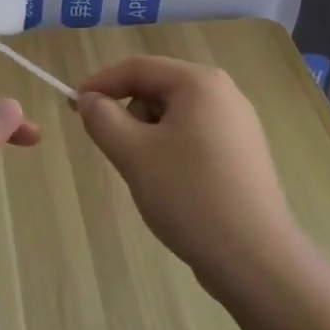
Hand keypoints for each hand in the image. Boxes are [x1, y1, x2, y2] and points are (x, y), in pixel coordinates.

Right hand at [74, 56, 297, 293]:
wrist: (256, 262)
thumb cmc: (190, 196)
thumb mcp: (133, 153)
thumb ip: (102, 118)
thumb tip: (89, 100)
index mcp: (200, 82)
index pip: (137, 68)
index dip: (100, 83)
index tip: (72, 105)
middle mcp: (224, 93)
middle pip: (157, 88)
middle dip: (127, 113)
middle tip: (113, 149)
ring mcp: (238, 124)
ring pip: (174, 115)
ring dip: (148, 135)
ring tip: (147, 174)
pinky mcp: (243, 154)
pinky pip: (194, 136)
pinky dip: (171, 150)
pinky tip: (172, 186)